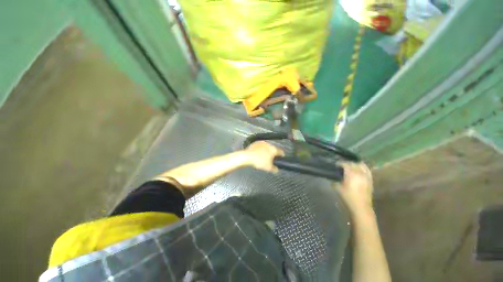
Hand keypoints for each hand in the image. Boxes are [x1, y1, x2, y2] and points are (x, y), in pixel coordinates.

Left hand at [244, 141, 283, 172]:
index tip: (281, 158)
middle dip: (272, 153)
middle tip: (270, 159)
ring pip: (267, 147)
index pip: (280, 152)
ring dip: (266, 150)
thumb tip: (277, 170)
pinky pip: (261, 146)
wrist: (247, 156)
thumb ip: (274, 169)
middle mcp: (269, 144)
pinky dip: (260, 149)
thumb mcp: (268, 168)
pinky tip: (258, 153)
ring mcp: (262, 142)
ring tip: (263, 156)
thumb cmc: (259, 162)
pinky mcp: (256, 142)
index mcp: (274, 149)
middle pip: (273, 149)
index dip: (281, 155)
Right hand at [334, 162, 373, 214]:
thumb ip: (335, 180)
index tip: (336, 165)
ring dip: (356, 164)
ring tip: (351, 166)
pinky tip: (359, 169)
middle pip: (353, 163)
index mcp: (351, 174)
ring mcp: (366, 176)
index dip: (340, 163)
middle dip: (347, 163)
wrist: (361, 206)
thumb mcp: (338, 188)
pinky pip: (367, 170)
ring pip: (361, 165)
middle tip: (342, 165)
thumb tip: (333, 176)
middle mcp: (359, 173)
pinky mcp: (370, 180)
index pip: (345, 164)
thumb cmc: (348, 197)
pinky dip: (363, 168)